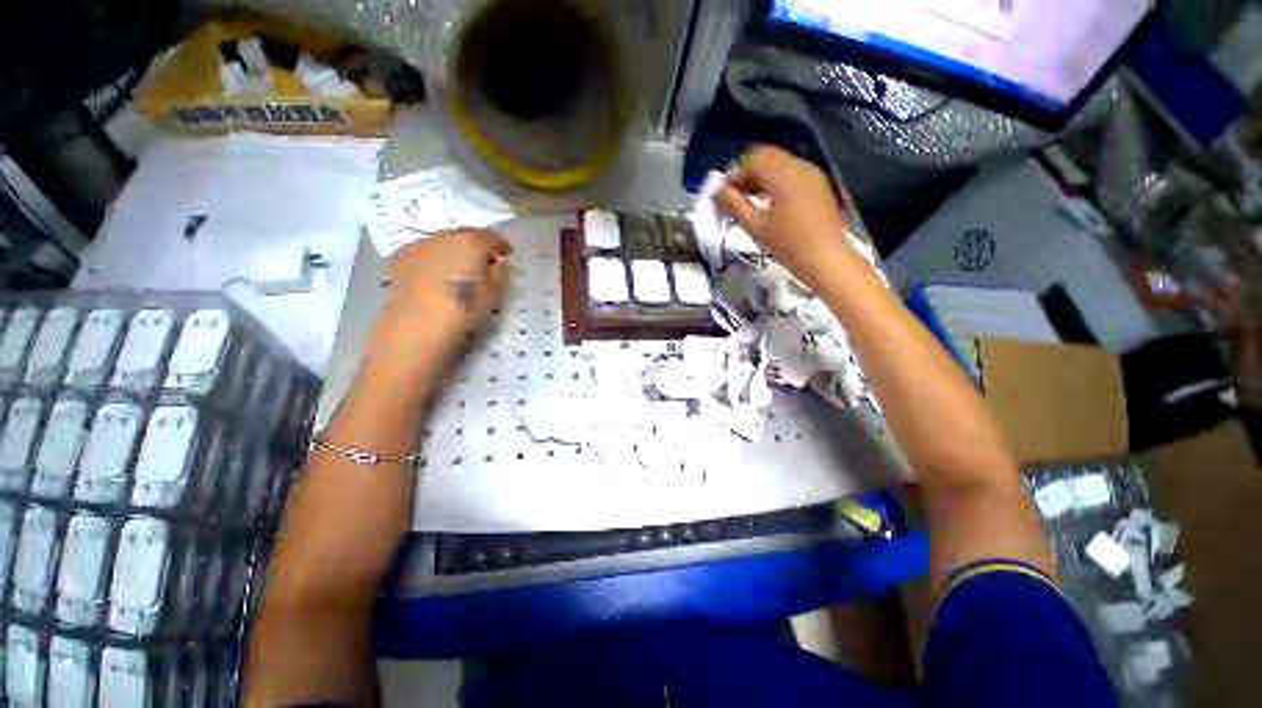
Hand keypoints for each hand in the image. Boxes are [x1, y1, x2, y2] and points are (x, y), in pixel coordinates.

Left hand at [365, 229, 512, 380]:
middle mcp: (444, 236)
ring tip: (461, 270)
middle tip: (486, 263)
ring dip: (455, 251)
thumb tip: (502, 262)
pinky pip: (425, 252)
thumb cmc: (463, 311)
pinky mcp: (400, 258)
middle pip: (466, 236)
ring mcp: (419, 245)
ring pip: (444, 242)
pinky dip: (436, 259)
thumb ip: (501, 273)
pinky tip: (437, 276)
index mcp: (471, 243)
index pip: (491, 237)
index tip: (508, 255)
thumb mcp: (493, 295)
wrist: (415, 328)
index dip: (502, 245)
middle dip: (477, 246)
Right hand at [714, 145, 854, 289]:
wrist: (825, 258)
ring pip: (781, 164)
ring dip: (763, 178)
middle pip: (768, 157)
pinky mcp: (820, 185)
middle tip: (738, 198)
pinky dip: (778, 183)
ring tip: (754, 204)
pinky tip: (774, 206)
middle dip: (749, 175)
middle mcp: (799, 167)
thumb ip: (734, 204)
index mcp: (782, 175)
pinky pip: (793, 173)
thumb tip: (719, 190)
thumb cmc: (787, 245)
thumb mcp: (754, 227)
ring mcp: (812, 174)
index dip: (736, 174)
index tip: (726, 195)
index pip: (753, 159)